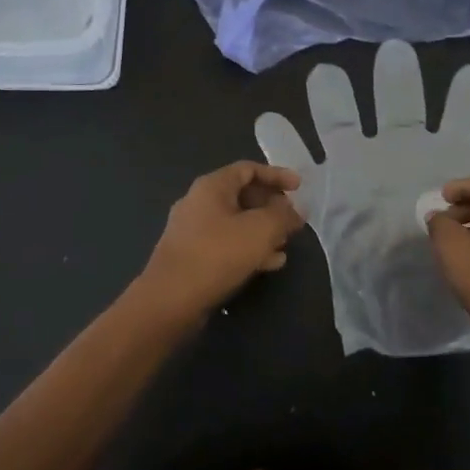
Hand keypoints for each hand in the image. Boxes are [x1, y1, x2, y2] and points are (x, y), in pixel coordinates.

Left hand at [137, 162, 304, 325]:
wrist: (170, 300)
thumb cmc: (217, 254)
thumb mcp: (261, 230)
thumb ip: (283, 216)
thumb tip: (296, 211)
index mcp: (212, 186)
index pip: (248, 169)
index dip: (277, 175)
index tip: (299, 188)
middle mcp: (198, 202)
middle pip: (242, 195)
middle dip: (271, 206)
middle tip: (293, 220)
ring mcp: (192, 231)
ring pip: (236, 222)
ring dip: (263, 231)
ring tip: (285, 244)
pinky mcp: (191, 256)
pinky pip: (226, 244)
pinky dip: (248, 248)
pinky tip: (269, 264)